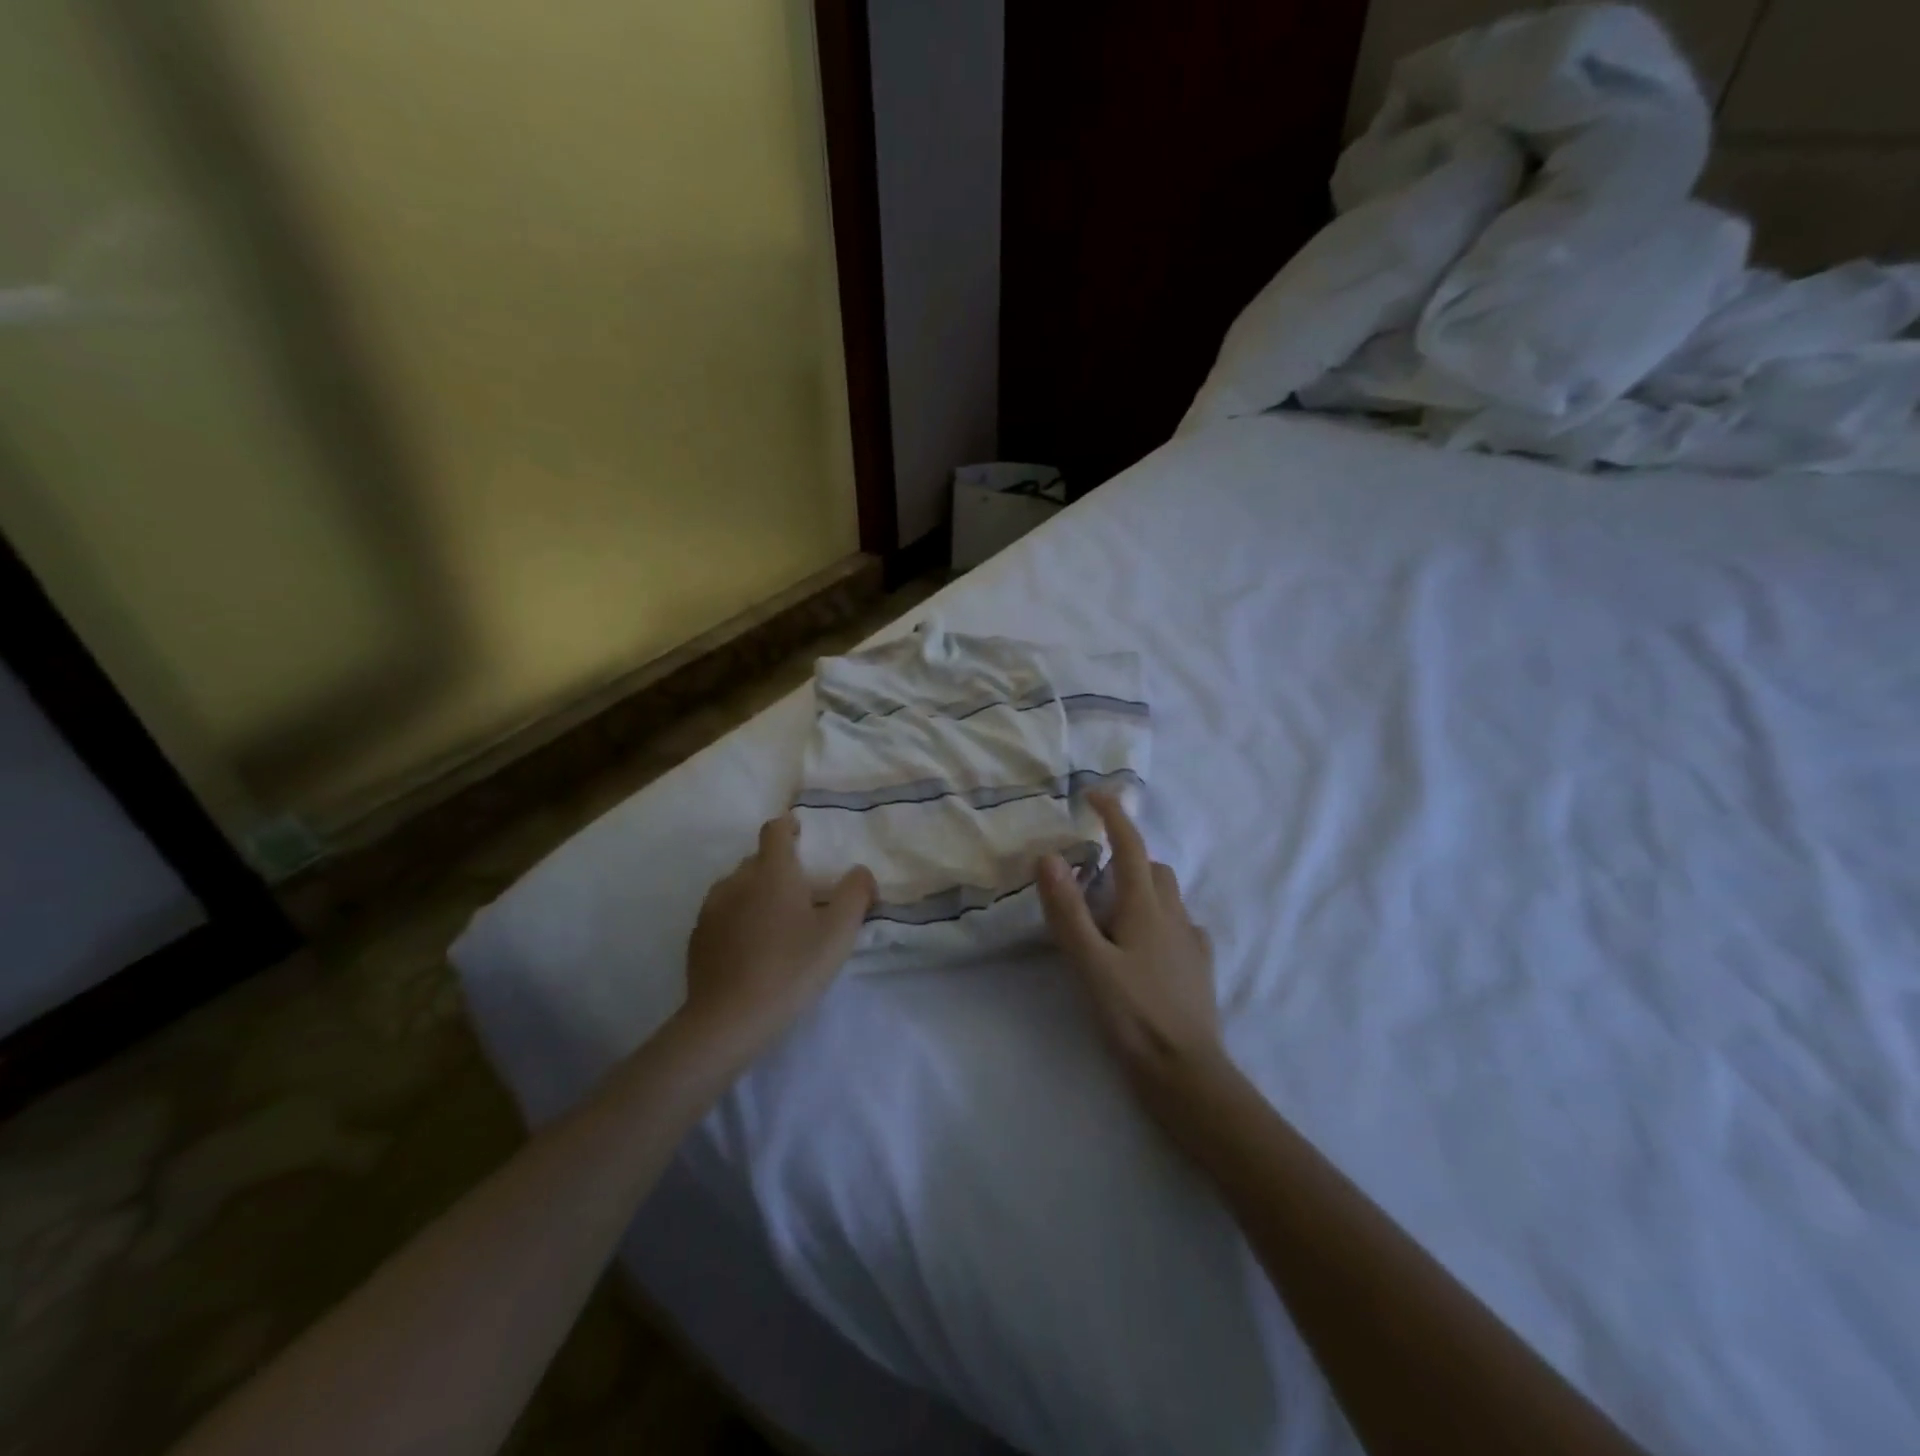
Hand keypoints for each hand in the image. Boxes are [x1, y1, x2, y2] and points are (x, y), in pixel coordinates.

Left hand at [682, 815, 875, 1056]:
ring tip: (776, 925)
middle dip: (779, 868)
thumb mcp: (838, 933)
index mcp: (772, 871)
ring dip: (757, 894)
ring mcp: (712, 908)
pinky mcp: (697, 937)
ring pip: (738, 887)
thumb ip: (855, 893)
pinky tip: (751, 949)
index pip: (775, 829)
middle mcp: (737, 880)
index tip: (801, 835)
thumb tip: (860, 872)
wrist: (728, 1019)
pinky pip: (722, 914)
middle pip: (758, 860)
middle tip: (802, 896)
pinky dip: (738, 919)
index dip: (789, 827)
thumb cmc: (790, 969)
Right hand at [1037, 791, 1221, 1088]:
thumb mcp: (1090, 964)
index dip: (1114, 816)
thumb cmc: (1134, 1017)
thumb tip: (1050, 857)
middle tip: (1091, 874)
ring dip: (1142, 887)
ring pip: (1168, 896)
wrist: (1188, 1074)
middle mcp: (1174, 916)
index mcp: (1146, 908)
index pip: (1131, 847)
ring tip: (1112, 910)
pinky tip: (1144, 946)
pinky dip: (1159, 919)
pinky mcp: (1199, 968)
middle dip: (1126, 857)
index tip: (1095, 794)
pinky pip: (1180, 926)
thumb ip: (1068, 911)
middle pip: (1153, 868)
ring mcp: (1192, 943)